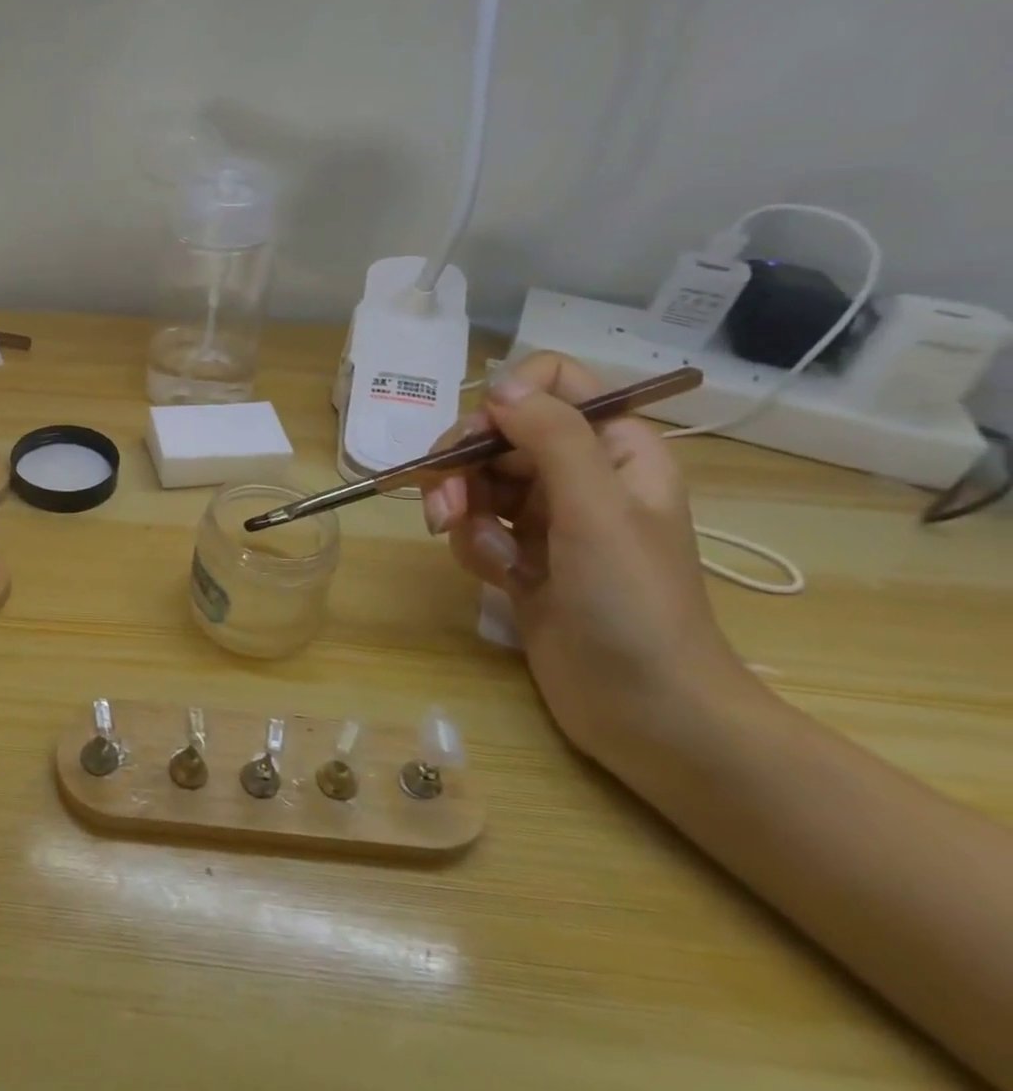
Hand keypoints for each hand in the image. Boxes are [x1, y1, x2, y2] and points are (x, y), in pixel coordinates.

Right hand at [420, 352, 749, 761]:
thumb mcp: (597, 509)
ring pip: (476, 481)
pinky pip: (474, 527)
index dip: (507, 401)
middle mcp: (577, 473)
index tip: (479, 442)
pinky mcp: (519, 555)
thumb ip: (552, 437)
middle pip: (496, 434)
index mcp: (614, 447)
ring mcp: (546, 517)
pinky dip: (474, 548)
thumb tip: (498, 386)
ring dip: (463, 513)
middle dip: (462, 467)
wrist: (645, 707)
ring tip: (484, 555)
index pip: (552, 384)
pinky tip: (499, 580)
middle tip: (445, 507)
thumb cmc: (634, 602)